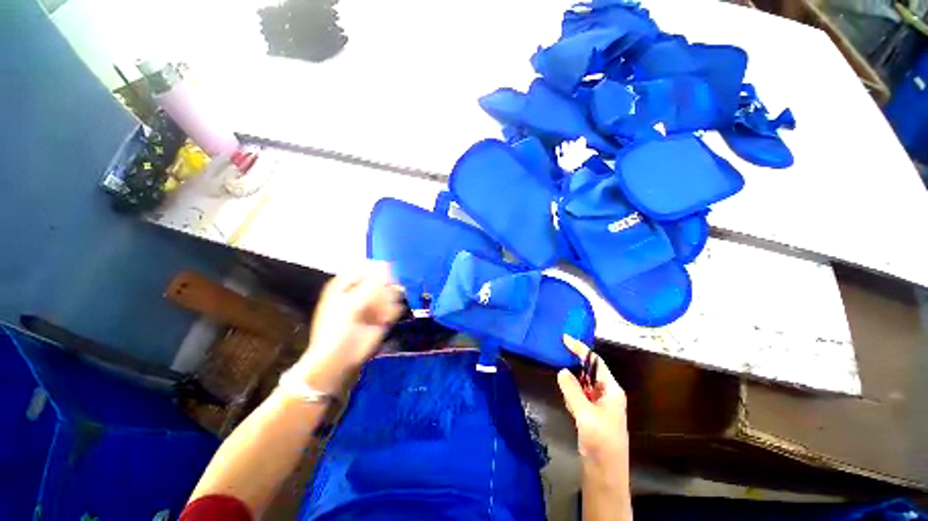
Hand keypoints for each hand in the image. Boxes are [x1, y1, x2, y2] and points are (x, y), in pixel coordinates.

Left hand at [291, 262, 402, 393]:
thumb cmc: (337, 329)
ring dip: (388, 302)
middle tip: (378, 302)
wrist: (339, 358)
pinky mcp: (382, 315)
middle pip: (381, 279)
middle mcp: (360, 291)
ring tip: (379, 315)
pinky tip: (384, 320)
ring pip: (389, 292)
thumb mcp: (351, 303)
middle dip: (383, 290)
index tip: (384, 278)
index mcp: (346, 284)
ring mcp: (373, 303)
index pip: (365, 267)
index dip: (376, 271)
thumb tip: (386, 264)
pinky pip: (394, 306)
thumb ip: (371, 284)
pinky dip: (392, 312)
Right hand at [557, 335, 628, 464]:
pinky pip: (580, 396)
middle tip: (558, 353)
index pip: (595, 362)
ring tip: (564, 379)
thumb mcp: (586, 414)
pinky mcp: (592, 415)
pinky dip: (572, 394)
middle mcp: (608, 395)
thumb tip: (562, 371)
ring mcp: (600, 406)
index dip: (580, 349)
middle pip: (590, 371)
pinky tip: (568, 401)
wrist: (605, 475)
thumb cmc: (601, 442)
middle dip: (575, 363)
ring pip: (583, 384)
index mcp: (612, 391)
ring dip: (573, 381)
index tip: (564, 338)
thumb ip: (573, 390)